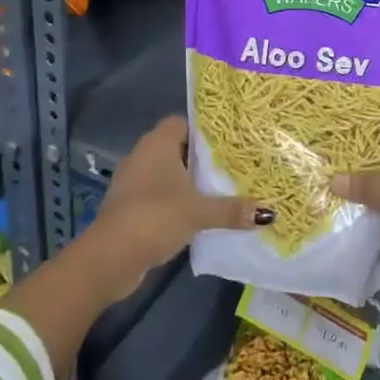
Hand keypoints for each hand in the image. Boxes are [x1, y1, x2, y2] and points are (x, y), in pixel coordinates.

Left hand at [83, 115, 269, 300]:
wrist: (109, 257)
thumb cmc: (155, 217)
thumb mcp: (199, 212)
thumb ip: (232, 209)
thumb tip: (269, 213)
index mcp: (158, 143)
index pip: (183, 122)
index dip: (204, 130)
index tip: (228, 142)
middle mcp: (142, 155)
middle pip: (177, 148)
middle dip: (200, 158)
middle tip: (231, 167)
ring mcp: (132, 181)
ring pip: (166, 174)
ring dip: (186, 183)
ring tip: (218, 191)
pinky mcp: (128, 207)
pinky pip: (157, 195)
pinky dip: (173, 202)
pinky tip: (194, 216)